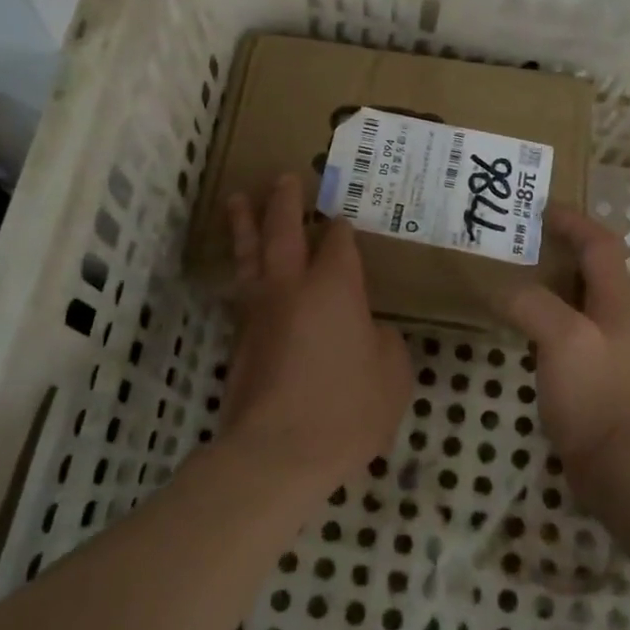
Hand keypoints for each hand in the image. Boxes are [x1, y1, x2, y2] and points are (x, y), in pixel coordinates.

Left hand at [222, 174, 413, 493]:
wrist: (277, 452)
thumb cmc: (346, 409)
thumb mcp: (392, 374)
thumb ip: (386, 342)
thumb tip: (370, 331)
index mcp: (334, 286)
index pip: (338, 242)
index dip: (342, 227)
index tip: (344, 219)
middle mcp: (292, 286)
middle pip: (283, 230)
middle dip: (284, 201)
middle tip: (283, 177)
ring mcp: (260, 310)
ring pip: (249, 254)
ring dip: (245, 223)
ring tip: (237, 198)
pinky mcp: (240, 338)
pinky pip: (240, 288)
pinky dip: (240, 267)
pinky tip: (241, 267)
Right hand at [503, 206, 629, 505]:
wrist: (619, 467)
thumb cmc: (595, 395)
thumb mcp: (562, 337)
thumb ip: (531, 304)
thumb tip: (500, 288)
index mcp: (616, 301)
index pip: (601, 244)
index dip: (574, 221)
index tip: (540, 208)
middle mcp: (615, 317)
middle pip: (591, 266)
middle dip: (560, 245)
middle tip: (519, 239)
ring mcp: (604, 347)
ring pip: (576, 297)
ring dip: (550, 278)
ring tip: (512, 273)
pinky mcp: (590, 373)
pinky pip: (565, 326)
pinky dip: (543, 311)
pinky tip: (518, 323)